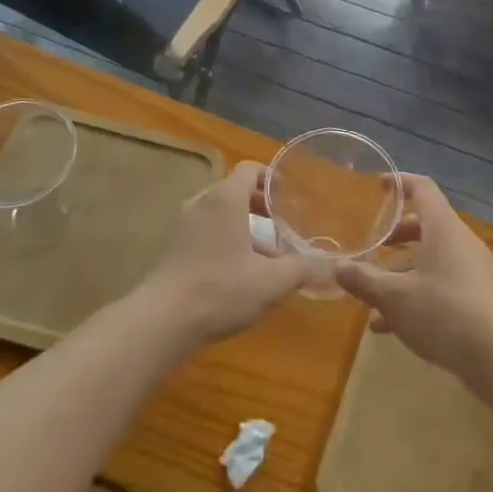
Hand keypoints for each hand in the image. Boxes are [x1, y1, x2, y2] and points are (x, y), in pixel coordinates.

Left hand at [136, 162, 309, 348]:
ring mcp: (182, 224)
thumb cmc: (220, 290)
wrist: (161, 322)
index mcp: (225, 198)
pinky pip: (204, 230)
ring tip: (264, 254)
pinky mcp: (171, 247)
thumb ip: (303, 268)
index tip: (289, 196)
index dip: (271, 177)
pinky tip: (237, 272)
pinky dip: (223, 239)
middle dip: (260, 206)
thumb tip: (331, 264)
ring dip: (242, 226)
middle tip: (282, 227)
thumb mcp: (271, 282)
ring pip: (219, 213)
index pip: (250, 169)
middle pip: (234, 190)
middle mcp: (201, 202)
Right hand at [335, 175, 492, 385]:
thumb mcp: (395, 297)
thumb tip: (337, 267)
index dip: (400, 182)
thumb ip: (364, 280)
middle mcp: (460, 242)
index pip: (423, 189)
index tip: (378, 185)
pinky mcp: (478, 298)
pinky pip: (441, 285)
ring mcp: (472, 271)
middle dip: (396, 236)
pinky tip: (389, 326)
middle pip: (426, 226)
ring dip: (401, 272)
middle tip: (371, 247)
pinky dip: (417, 295)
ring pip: (431, 260)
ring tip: (372, 294)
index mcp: (443, 228)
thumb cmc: (444, 312)